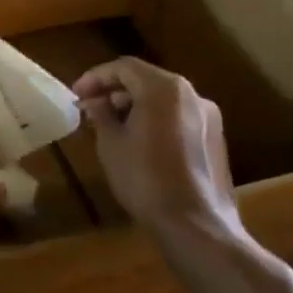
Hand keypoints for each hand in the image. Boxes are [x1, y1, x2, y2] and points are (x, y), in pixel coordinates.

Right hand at [70, 57, 240, 242]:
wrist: (195, 225)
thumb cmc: (144, 178)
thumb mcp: (111, 143)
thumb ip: (101, 114)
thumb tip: (96, 103)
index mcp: (163, 88)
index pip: (123, 67)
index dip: (95, 77)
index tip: (76, 95)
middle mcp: (191, 94)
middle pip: (146, 80)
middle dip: (115, 91)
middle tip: (91, 109)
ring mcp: (208, 117)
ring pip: (163, 99)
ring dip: (135, 106)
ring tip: (112, 126)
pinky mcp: (215, 139)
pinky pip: (178, 117)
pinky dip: (155, 120)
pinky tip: (139, 142)